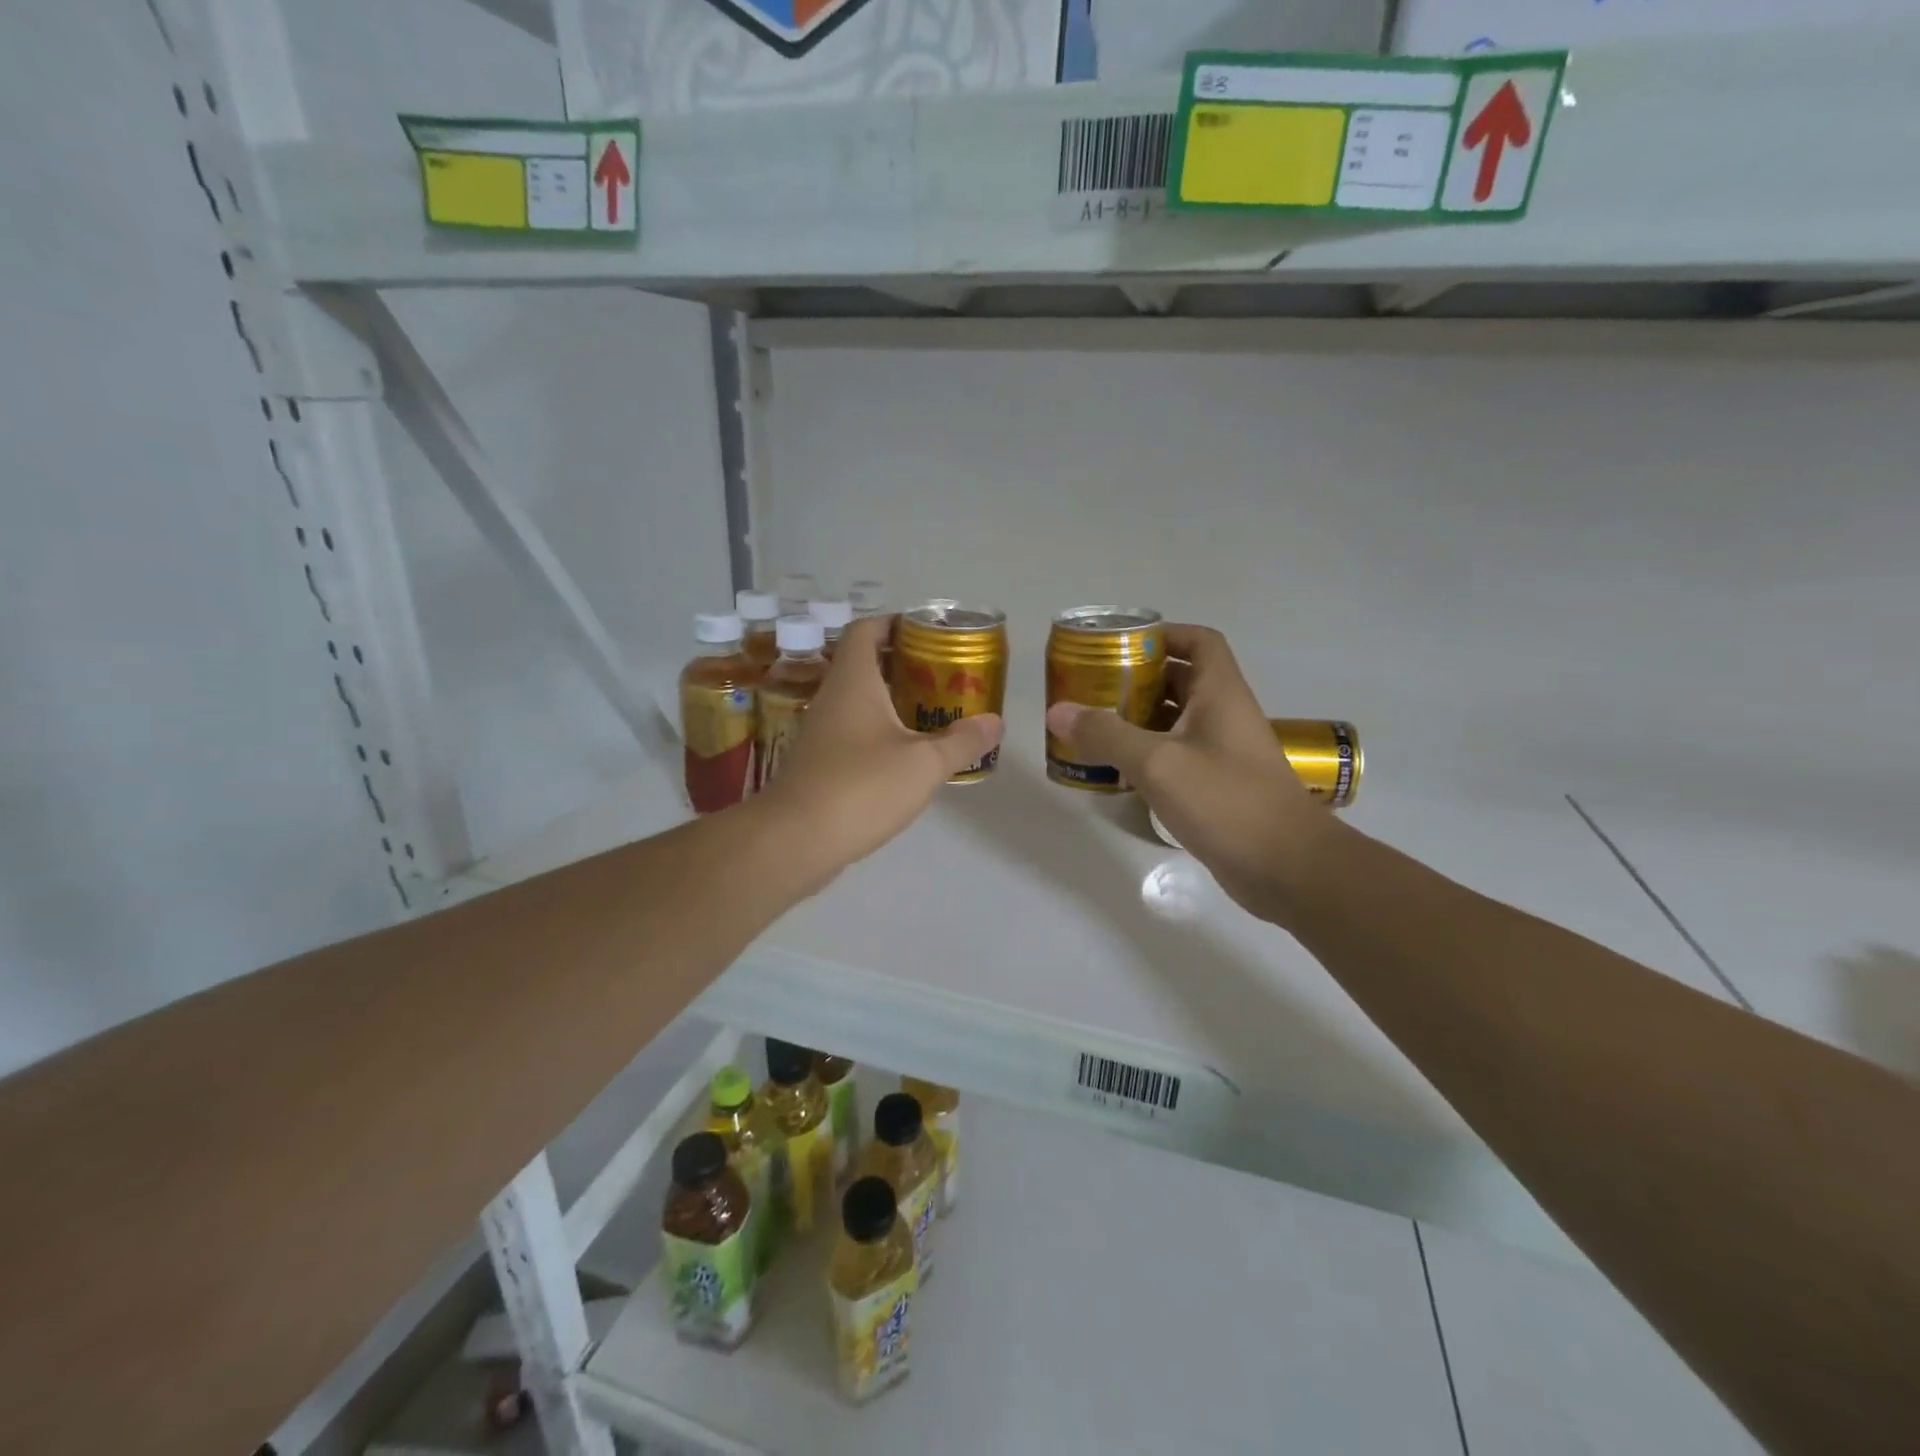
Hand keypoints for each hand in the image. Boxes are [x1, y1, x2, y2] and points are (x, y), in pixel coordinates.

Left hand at [756, 616, 1002, 887]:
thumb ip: (962, 741)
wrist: (795, 841)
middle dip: (905, 664)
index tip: (929, 633)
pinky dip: (881, 731)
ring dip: (894, 700)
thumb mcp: (924, 764)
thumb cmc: (861, 787)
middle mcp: (833, 698)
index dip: (896, 622)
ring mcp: (822, 732)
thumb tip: (995, 723)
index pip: (867, 629)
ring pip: (860, 701)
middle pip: (866, 663)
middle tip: (944, 675)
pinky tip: (908, 753)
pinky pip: (854, 732)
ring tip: (934, 711)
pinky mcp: (820, 763)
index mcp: (854, 681)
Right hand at [1044, 625, 1335, 921]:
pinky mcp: (1218, 786)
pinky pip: (1178, 757)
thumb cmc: (1226, 800)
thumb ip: (1106, 734)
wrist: (1286, 867)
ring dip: (1139, 720)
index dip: (1164, 633)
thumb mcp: (1158, 763)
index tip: (1122, 644)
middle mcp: (1224, 715)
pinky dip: (1148, 756)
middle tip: (1093, 688)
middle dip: (1137, 679)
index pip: (1198, 641)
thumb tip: (1057, 711)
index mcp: (1220, 693)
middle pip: (1180, 680)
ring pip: (1176, 721)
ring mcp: (1223, 753)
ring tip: (1093, 726)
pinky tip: (1117, 770)